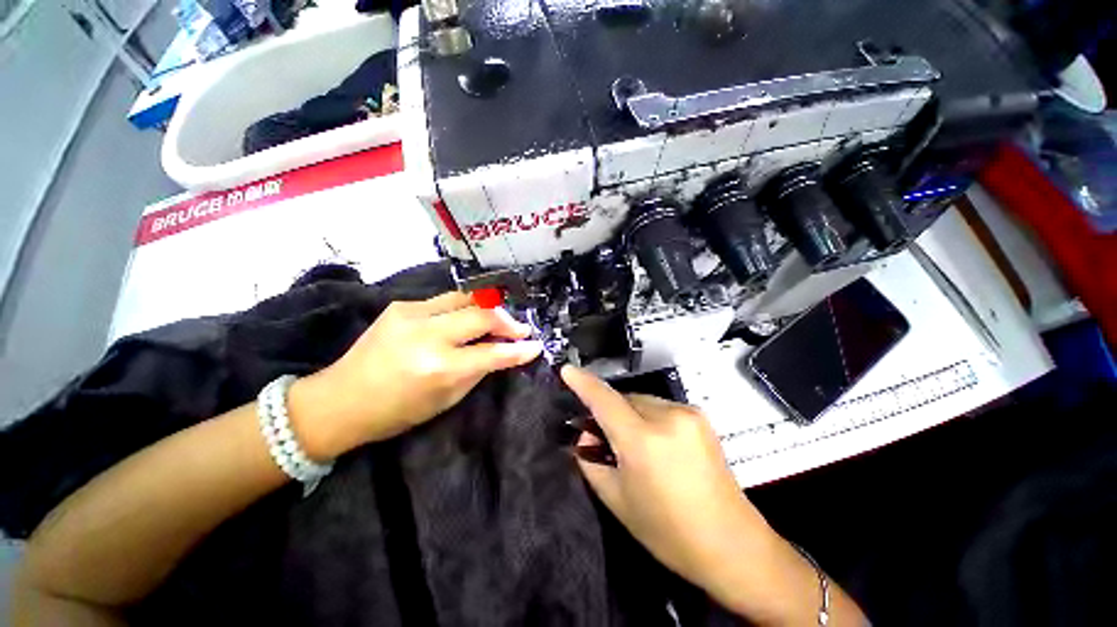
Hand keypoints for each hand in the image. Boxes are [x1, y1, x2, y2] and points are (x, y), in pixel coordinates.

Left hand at [290, 292, 543, 458]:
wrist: (340, 400)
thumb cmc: (396, 411)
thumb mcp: (446, 399)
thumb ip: (477, 370)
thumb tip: (502, 351)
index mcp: (438, 368)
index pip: (492, 353)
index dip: (519, 349)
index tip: (536, 345)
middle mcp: (427, 335)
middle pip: (482, 314)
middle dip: (508, 320)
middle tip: (520, 329)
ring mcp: (411, 314)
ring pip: (466, 297)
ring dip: (489, 308)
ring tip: (500, 319)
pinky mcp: (401, 305)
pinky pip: (446, 299)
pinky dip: (465, 307)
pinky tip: (468, 318)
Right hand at [561, 366, 774, 590]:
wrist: (731, 544)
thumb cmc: (667, 531)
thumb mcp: (617, 499)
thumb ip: (591, 460)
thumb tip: (584, 434)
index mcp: (643, 441)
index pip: (604, 400)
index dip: (583, 383)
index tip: (567, 370)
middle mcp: (667, 417)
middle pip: (623, 399)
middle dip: (608, 412)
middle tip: (601, 438)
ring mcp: (687, 413)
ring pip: (641, 401)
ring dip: (628, 414)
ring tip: (632, 445)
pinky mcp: (699, 416)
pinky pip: (659, 407)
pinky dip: (647, 417)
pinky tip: (655, 443)